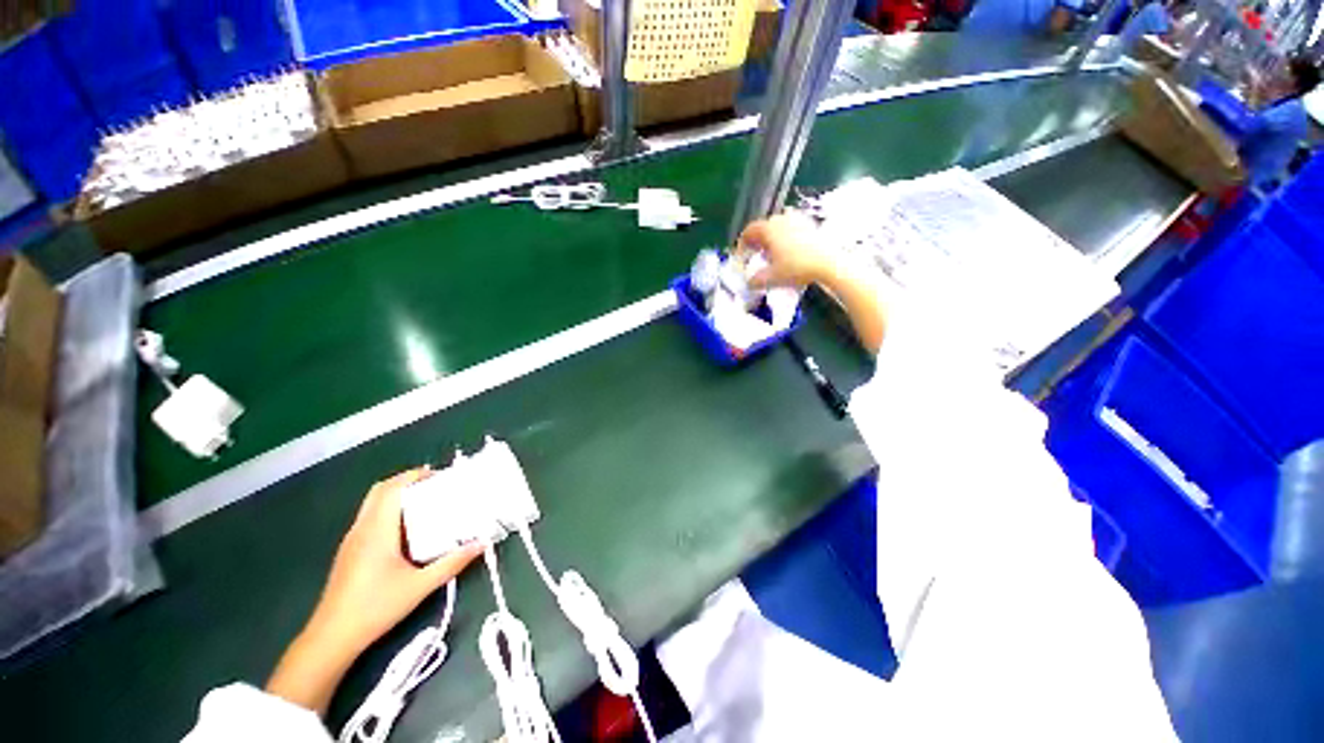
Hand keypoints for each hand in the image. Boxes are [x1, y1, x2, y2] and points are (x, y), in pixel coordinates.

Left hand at [310, 467, 480, 654]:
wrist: (332, 637)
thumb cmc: (376, 608)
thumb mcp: (421, 586)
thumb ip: (453, 562)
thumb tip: (482, 544)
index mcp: (377, 530)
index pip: (392, 488)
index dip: (414, 475)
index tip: (440, 475)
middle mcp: (361, 529)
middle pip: (380, 491)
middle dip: (406, 481)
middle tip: (434, 485)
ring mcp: (352, 540)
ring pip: (372, 504)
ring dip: (396, 496)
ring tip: (425, 503)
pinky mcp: (349, 552)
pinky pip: (369, 518)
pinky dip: (388, 511)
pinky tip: (406, 529)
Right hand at [737, 211, 834, 289]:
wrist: (829, 263)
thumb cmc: (796, 268)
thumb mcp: (771, 278)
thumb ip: (755, 280)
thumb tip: (749, 282)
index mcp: (768, 228)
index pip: (748, 231)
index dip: (741, 244)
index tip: (741, 257)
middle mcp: (781, 219)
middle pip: (763, 227)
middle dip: (756, 242)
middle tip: (754, 256)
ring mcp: (798, 220)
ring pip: (778, 227)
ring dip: (771, 240)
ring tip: (771, 255)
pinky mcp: (810, 225)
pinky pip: (791, 229)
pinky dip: (785, 239)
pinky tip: (788, 253)